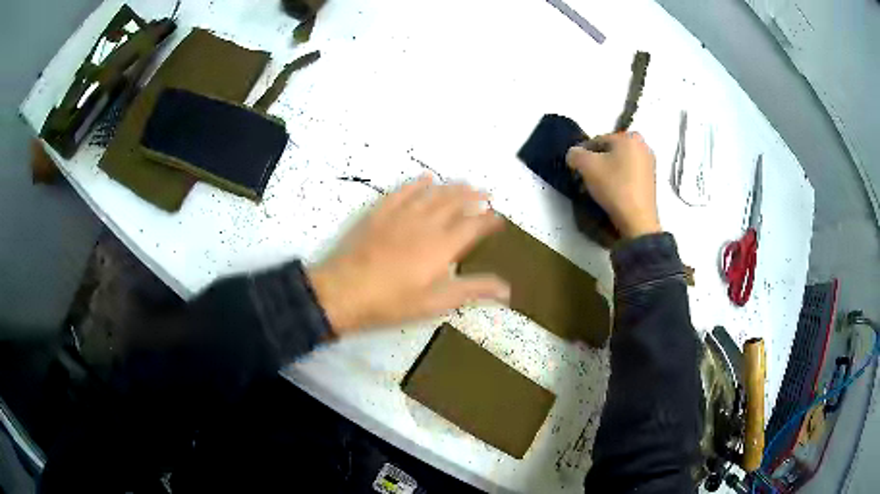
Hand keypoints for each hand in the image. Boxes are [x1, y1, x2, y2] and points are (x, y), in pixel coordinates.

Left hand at [308, 176, 509, 335]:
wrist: (344, 290)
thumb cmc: (393, 301)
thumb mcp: (436, 302)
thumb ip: (472, 290)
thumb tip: (507, 289)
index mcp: (443, 245)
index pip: (474, 225)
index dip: (489, 220)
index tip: (498, 218)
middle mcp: (427, 222)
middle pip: (456, 202)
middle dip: (474, 196)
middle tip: (486, 194)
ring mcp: (402, 214)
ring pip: (433, 193)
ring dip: (451, 187)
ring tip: (465, 184)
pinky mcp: (381, 212)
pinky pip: (404, 190)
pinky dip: (417, 183)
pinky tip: (425, 178)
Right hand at [566, 132, 660, 238]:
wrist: (637, 220)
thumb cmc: (614, 186)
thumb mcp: (586, 166)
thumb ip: (575, 154)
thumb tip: (574, 155)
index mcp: (629, 137)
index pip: (598, 140)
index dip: (584, 154)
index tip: (577, 168)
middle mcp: (643, 146)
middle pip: (611, 151)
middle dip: (598, 162)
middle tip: (588, 178)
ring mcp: (650, 164)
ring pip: (620, 163)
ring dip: (608, 171)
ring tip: (599, 187)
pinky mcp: (651, 181)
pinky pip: (630, 174)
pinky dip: (620, 180)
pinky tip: (613, 192)